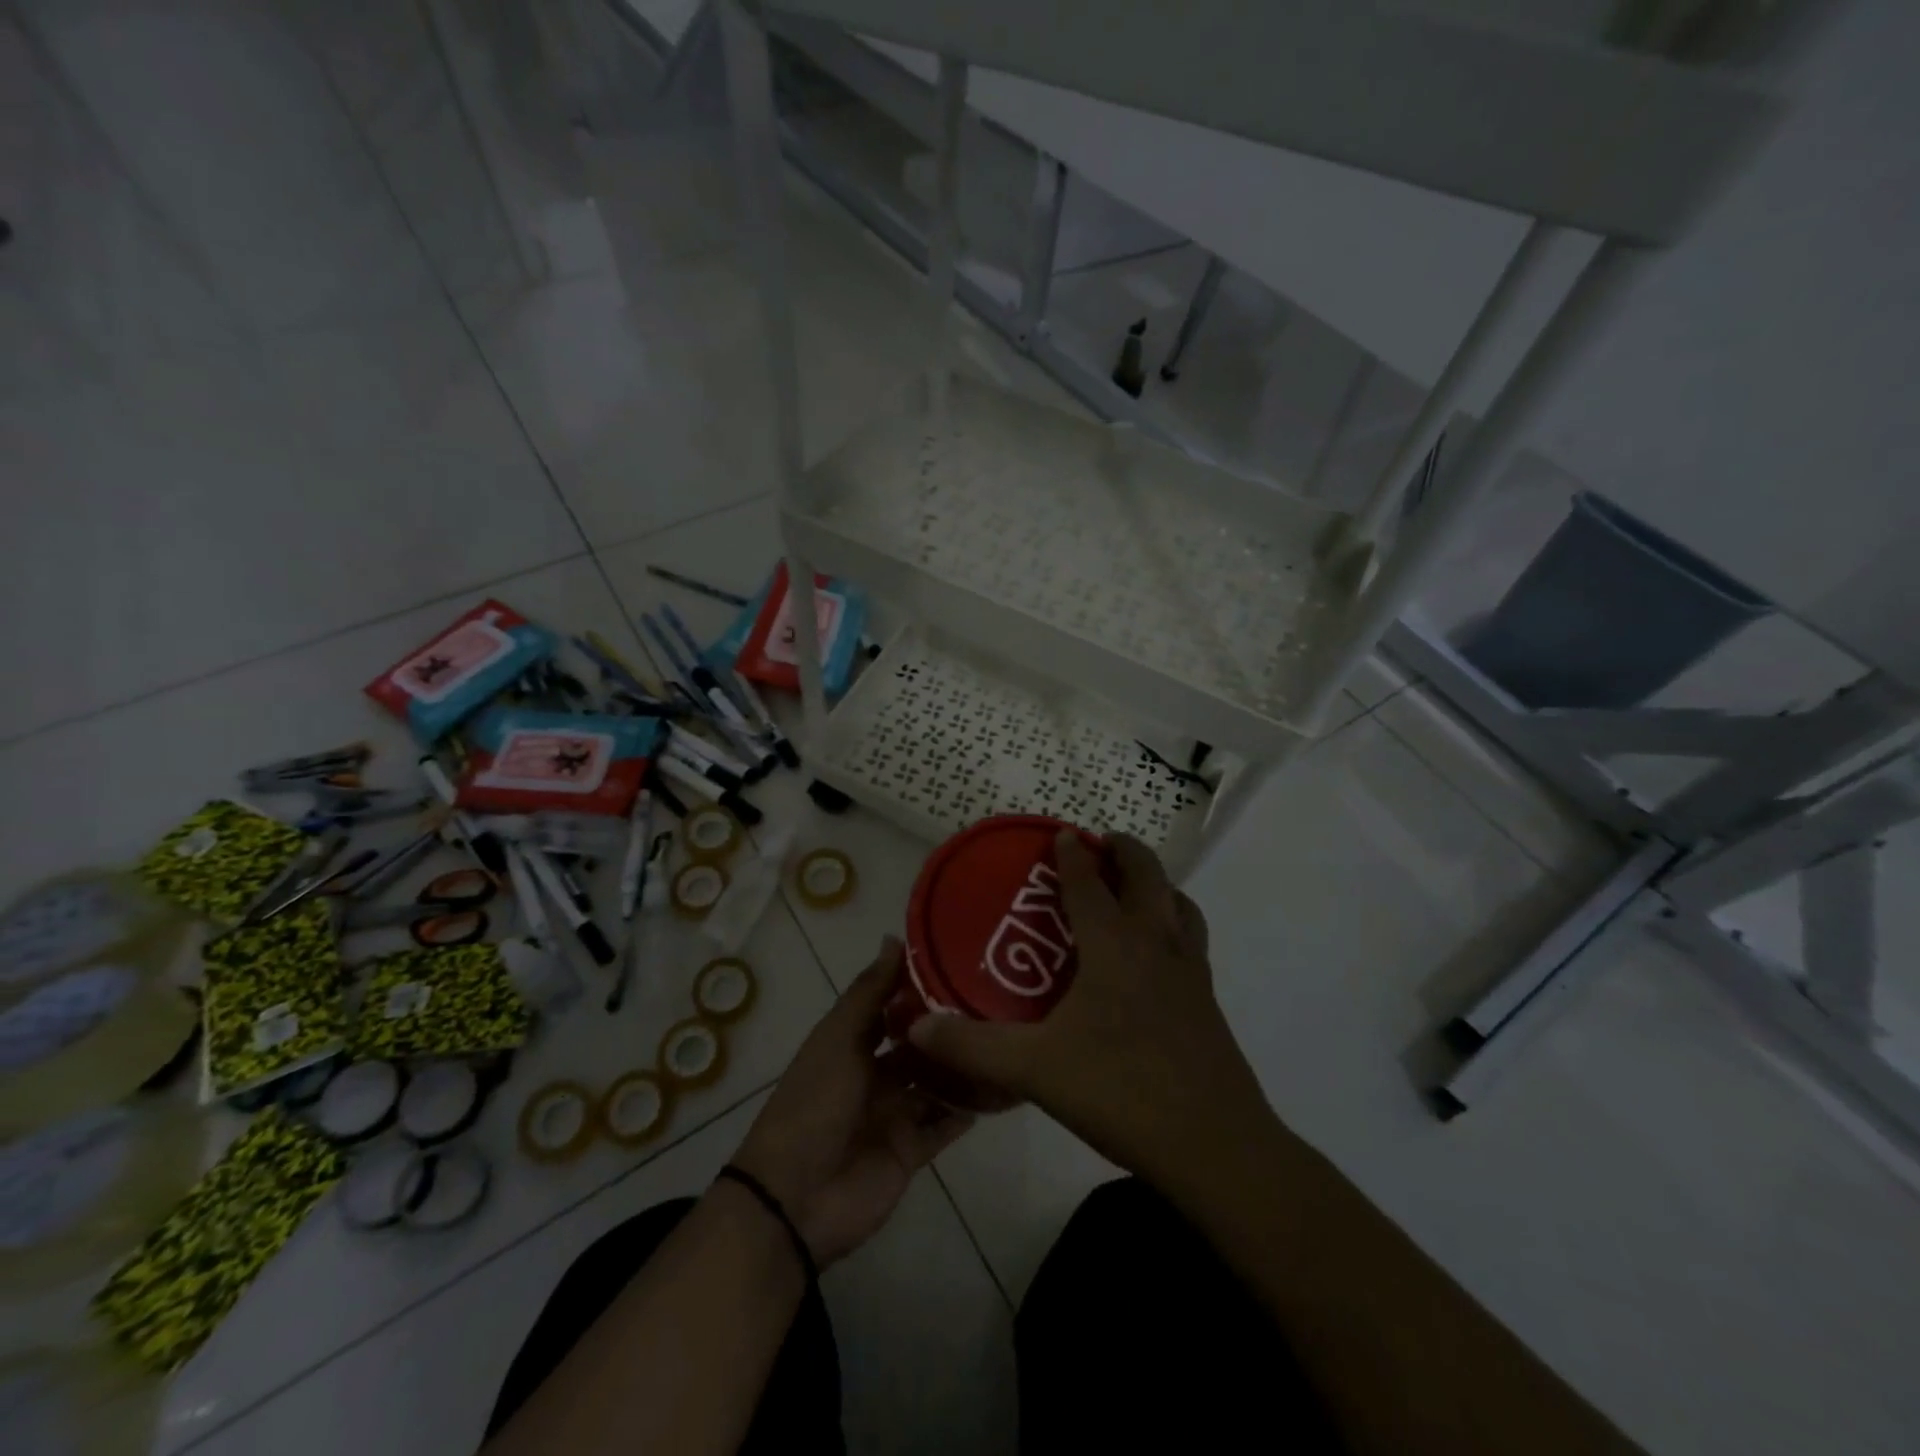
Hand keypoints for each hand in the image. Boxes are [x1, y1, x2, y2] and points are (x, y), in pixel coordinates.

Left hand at [732, 939, 972, 1266]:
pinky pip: (945, 1125)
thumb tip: (894, 938)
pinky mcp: (911, 1150)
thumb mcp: (838, 1038)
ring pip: (938, 1082)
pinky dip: (969, 1110)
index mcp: (853, 1042)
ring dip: (965, 1066)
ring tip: (1010, 1039)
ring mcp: (895, 1112)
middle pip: (921, 1045)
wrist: (795, 1197)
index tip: (966, 960)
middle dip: (952, 1027)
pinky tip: (1003, 1087)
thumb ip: (869, 992)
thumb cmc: (814, 1102)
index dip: (923, 986)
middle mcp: (876, 1073)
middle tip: (1002, 1001)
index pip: (894, 1006)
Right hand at [907, 832, 1268, 1190]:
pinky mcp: (1208, 1000)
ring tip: (1134, 890)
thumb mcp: (1035, 1069)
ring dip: (1157, 884)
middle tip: (1101, 845)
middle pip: (1148, 876)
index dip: (1073, 855)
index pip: (1090, 883)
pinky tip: (1155, 957)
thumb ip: (972, 1047)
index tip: (1062, 834)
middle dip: (1125, 851)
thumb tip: (914, 1028)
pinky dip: (1174, 922)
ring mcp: (1190, 971)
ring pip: (1180, 904)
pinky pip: (1191, 939)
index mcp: (1115, 946)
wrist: (1214, 1145)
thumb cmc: (1122, 1090)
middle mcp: (1156, 944)